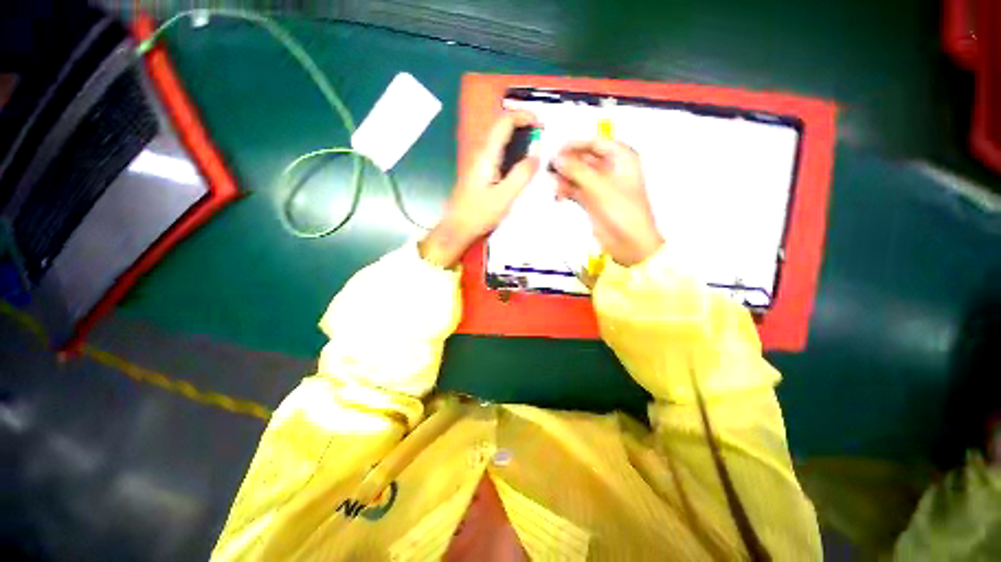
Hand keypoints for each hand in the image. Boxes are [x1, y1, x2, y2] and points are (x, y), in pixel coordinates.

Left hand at [420, 111, 539, 267]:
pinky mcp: (480, 172)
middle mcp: (481, 153)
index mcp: (486, 155)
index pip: (504, 122)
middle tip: (542, 135)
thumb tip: (537, 155)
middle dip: (522, 124)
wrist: (457, 228)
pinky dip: (512, 149)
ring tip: (536, 146)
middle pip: (501, 127)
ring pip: (499, 139)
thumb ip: (521, 175)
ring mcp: (479, 162)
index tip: (542, 124)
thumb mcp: (504, 197)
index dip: (523, 116)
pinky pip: (498, 152)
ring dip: (517, 136)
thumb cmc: (479, 214)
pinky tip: (520, 162)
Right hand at [553, 140, 663, 266]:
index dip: (576, 145)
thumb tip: (557, 158)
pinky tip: (559, 195)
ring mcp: (600, 186)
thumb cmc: (622, 210)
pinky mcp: (592, 200)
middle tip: (551, 169)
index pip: (595, 143)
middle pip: (584, 158)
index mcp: (621, 158)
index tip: (557, 150)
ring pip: (578, 175)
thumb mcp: (599, 186)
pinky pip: (576, 190)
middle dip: (568, 163)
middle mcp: (611, 169)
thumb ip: (577, 170)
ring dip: (565, 178)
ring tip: (554, 185)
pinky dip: (567, 191)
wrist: (629, 242)